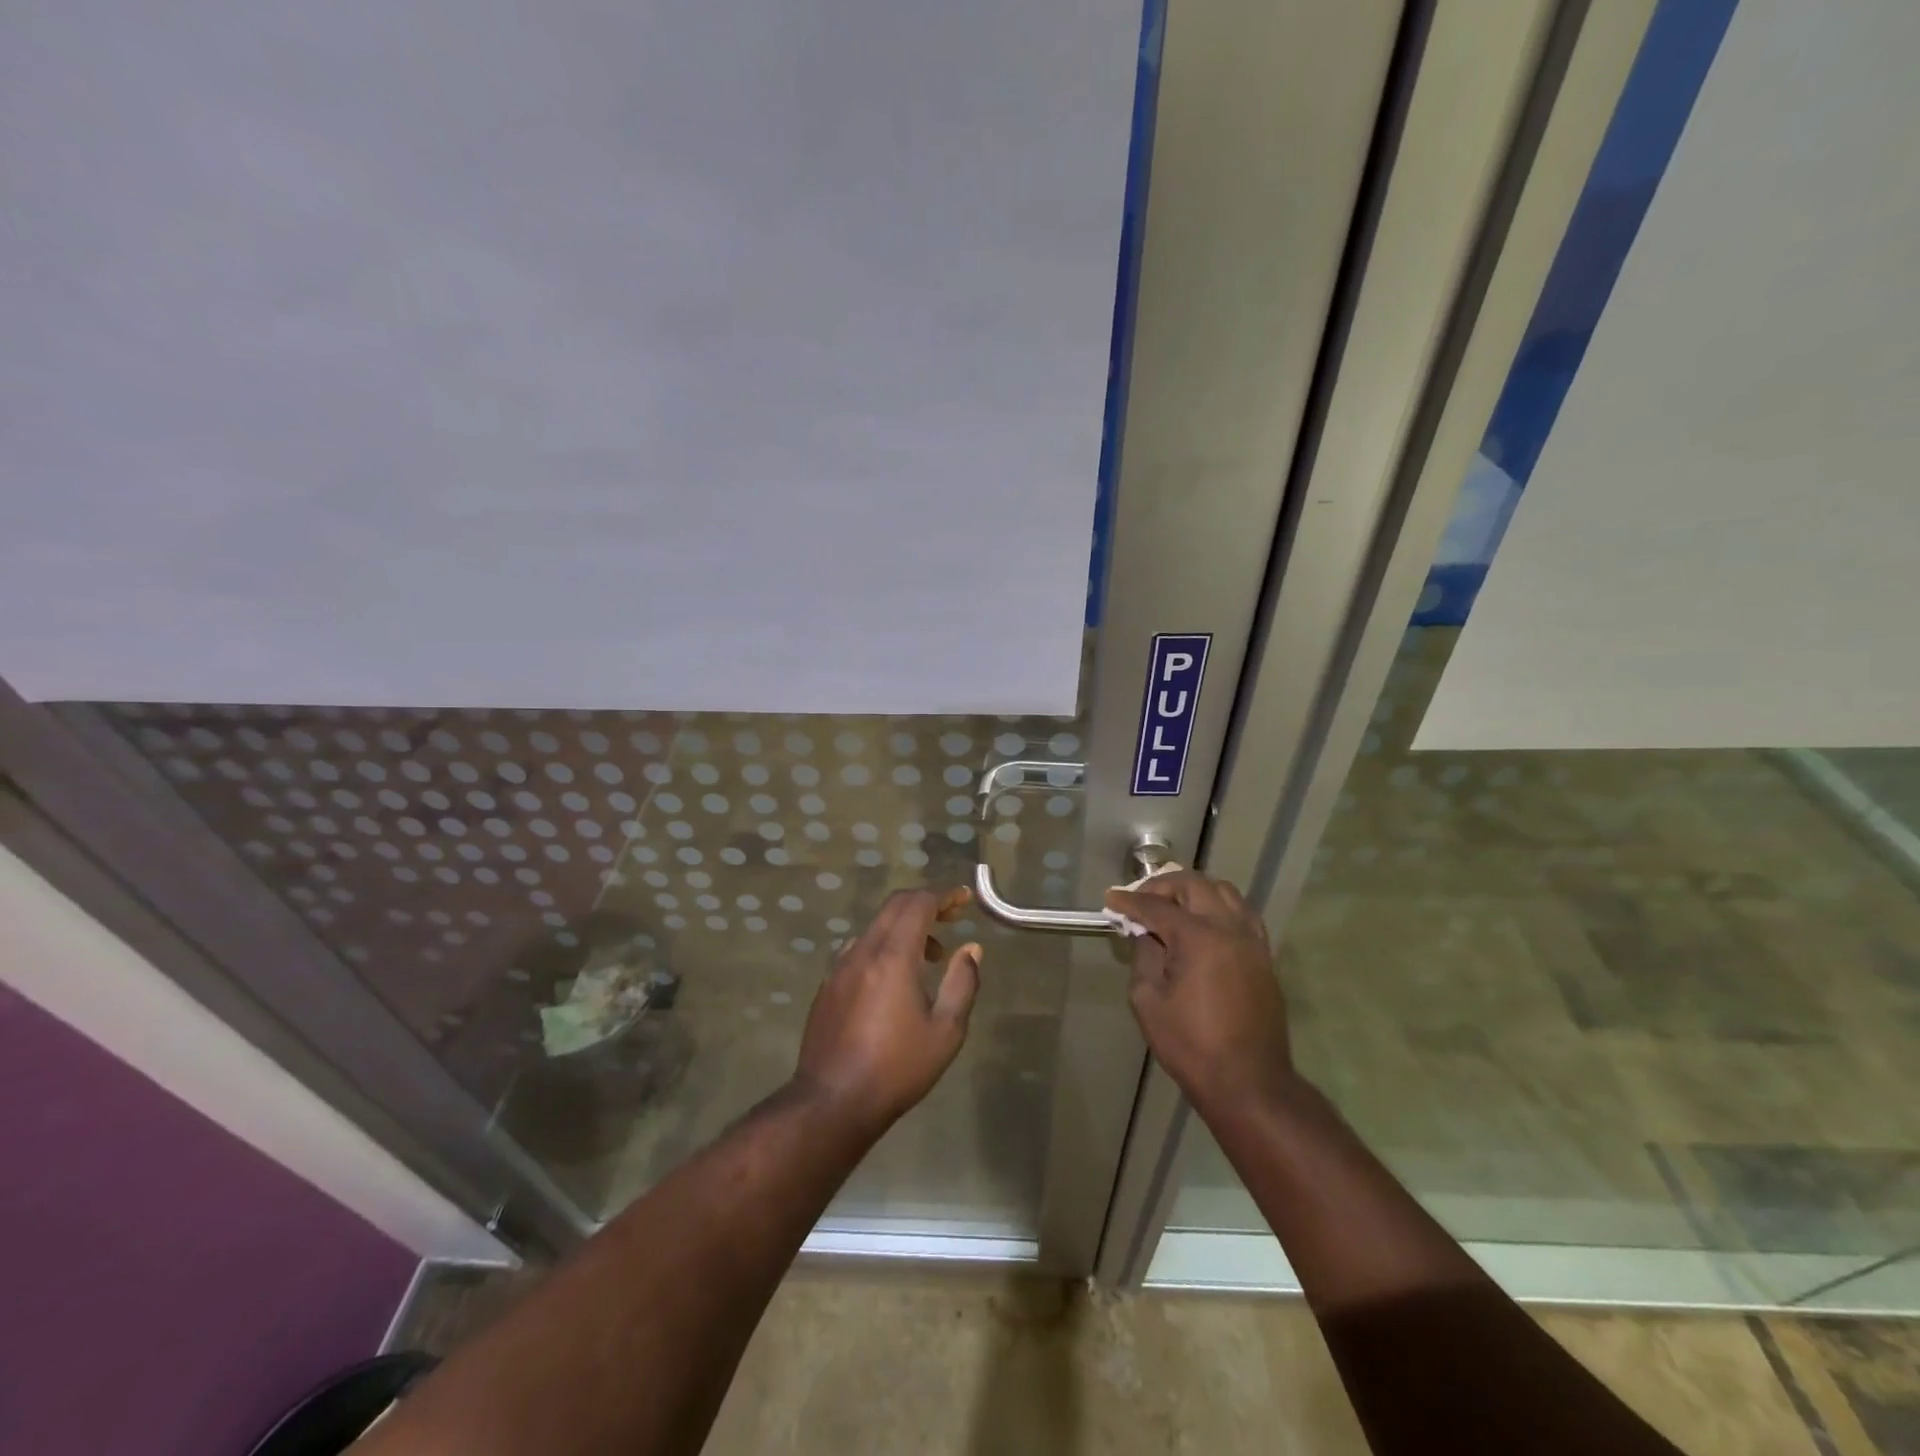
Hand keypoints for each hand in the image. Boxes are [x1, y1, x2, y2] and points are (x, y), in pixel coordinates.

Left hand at [793, 887, 980, 1133]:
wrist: (832, 1102)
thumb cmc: (897, 1068)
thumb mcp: (945, 1031)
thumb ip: (962, 983)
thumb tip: (971, 949)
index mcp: (893, 955)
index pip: (918, 903)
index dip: (944, 895)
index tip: (964, 899)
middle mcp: (863, 950)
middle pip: (895, 906)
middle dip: (926, 904)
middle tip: (952, 917)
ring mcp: (840, 967)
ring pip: (876, 927)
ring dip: (906, 928)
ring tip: (931, 957)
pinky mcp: (828, 986)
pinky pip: (860, 948)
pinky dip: (885, 946)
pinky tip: (895, 980)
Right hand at [1105, 871, 1291, 1108]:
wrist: (1249, 1083)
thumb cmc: (1191, 1045)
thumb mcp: (1148, 1000)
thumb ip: (1144, 956)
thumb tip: (1146, 933)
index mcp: (1199, 938)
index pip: (1158, 906)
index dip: (1130, 901)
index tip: (1110, 900)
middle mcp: (1230, 929)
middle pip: (1195, 885)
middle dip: (1163, 887)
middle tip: (1140, 901)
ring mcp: (1252, 941)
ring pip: (1224, 893)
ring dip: (1194, 892)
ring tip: (1172, 908)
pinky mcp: (1264, 957)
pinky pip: (1242, 914)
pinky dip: (1218, 908)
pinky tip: (1202, 925)